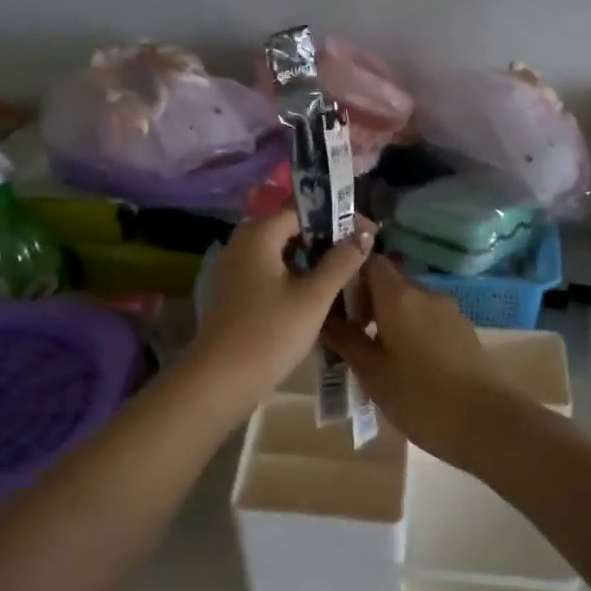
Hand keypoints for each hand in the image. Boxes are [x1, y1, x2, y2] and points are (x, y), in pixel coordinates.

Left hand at [191, 208, 373, 400]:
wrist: (221, 380)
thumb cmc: (271, 333)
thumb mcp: (314, 296)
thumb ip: (341, 261)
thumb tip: (364, 233)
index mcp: (258, 235)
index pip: (302, 210)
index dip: (338, 218)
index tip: (368, 233)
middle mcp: (241, 244)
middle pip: (290, 230)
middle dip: (325, 239)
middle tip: (358, 253)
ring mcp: (233, 269)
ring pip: (280, 253)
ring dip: (310, 260)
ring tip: (343, 275)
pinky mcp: (233, 293)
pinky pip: (268, 273)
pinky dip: (293, 277)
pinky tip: (315, 296)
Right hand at [322, 258, 516, 464]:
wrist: (488, 423)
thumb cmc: (420, 396)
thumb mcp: (372, 372)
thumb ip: (346, 340)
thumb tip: (324, 316)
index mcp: (398, 296)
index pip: (370, 262)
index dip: (350, 275)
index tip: (334, 303)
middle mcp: (425, 294)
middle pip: (389, 283)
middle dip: (367, 303)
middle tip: (350, 337)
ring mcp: (449, 312)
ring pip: (409, 304)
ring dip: (389, 320)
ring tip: (377, 357)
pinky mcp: (463, 331)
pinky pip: (428, 320)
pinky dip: (411, 332)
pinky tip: (407, 366)